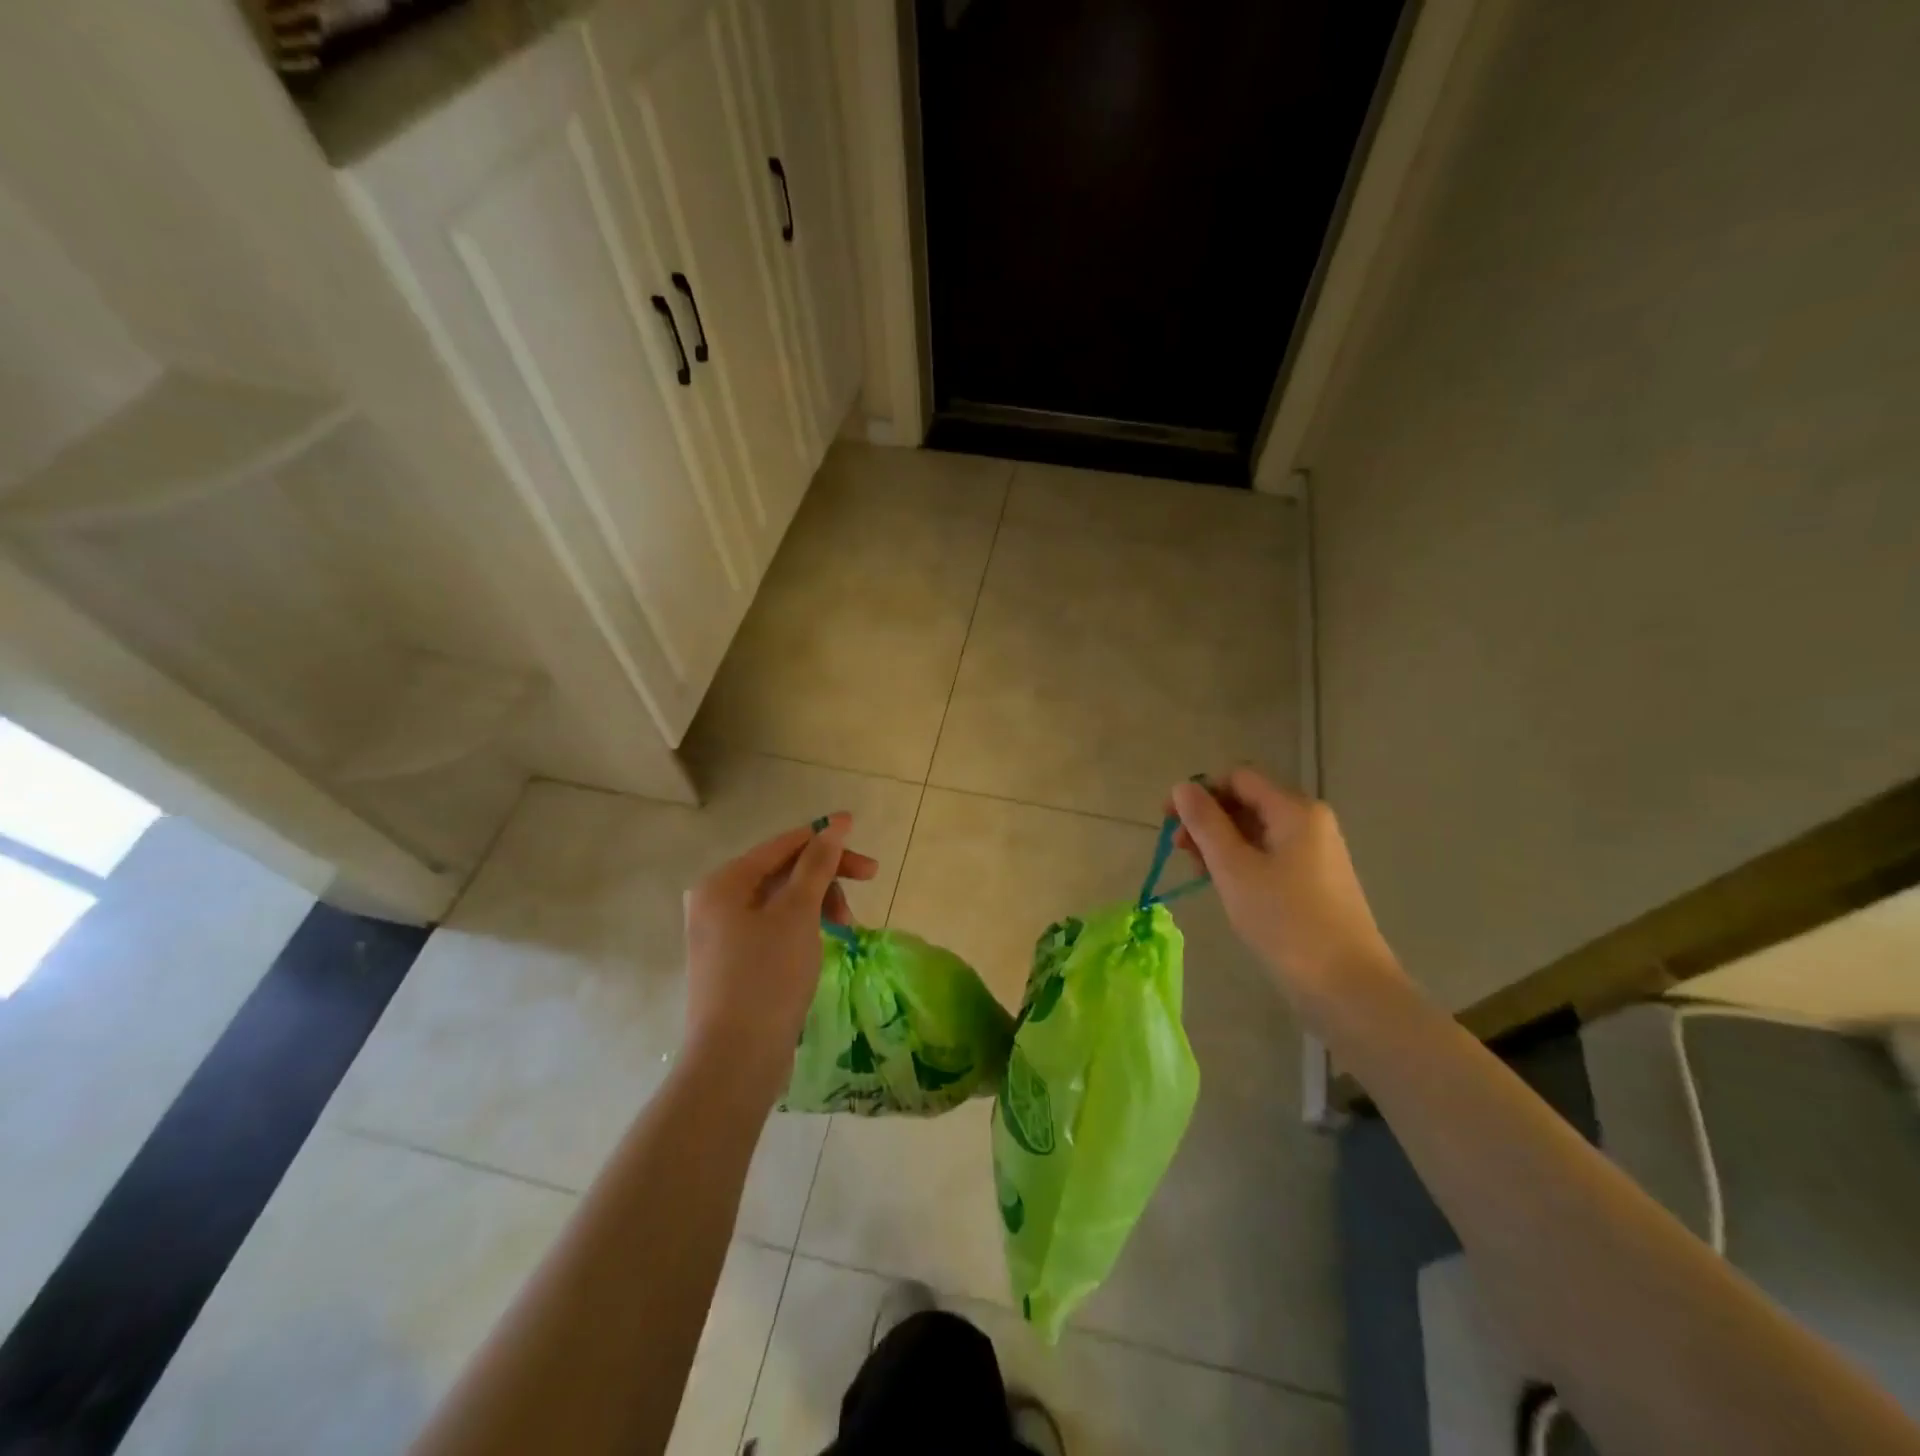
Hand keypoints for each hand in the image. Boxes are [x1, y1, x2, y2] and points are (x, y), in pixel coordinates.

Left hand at [682, 813, 877, 1098]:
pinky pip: (773, 926)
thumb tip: (835, 826)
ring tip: (846, 926)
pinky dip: (803, 926)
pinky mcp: (733, 962)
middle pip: (782, 871)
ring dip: (818, 902)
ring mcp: (722, 934)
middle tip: (870, 881)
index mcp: (723, 882)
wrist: (735, 1059)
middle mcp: (715, 902)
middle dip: (826, 875)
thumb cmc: (768, 976)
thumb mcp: (798, 913)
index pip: (782, 844)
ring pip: (781, 900)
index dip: (824, 836)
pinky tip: (825, 941)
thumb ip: (817, 865)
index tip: (859, 831)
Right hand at [1169, 768, 1404, 1004]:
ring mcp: (1316, 852)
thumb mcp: (1234, 869)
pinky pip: (1270, 855)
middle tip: (1178, 851)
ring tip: (1197, 873)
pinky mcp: (1315, 880)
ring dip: (1220, 843)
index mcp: (1295, 810)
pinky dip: (1242, 862)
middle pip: (1247, 802)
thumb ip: (1205, 823)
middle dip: (1207, 820)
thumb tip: (1181, 787)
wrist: (1348, 986)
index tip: (1169, 822)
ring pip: (1256, 831)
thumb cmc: (1285, 921)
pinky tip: (1225, 886)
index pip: (1237, 778)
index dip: (1199, 792)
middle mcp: (1310, 822)